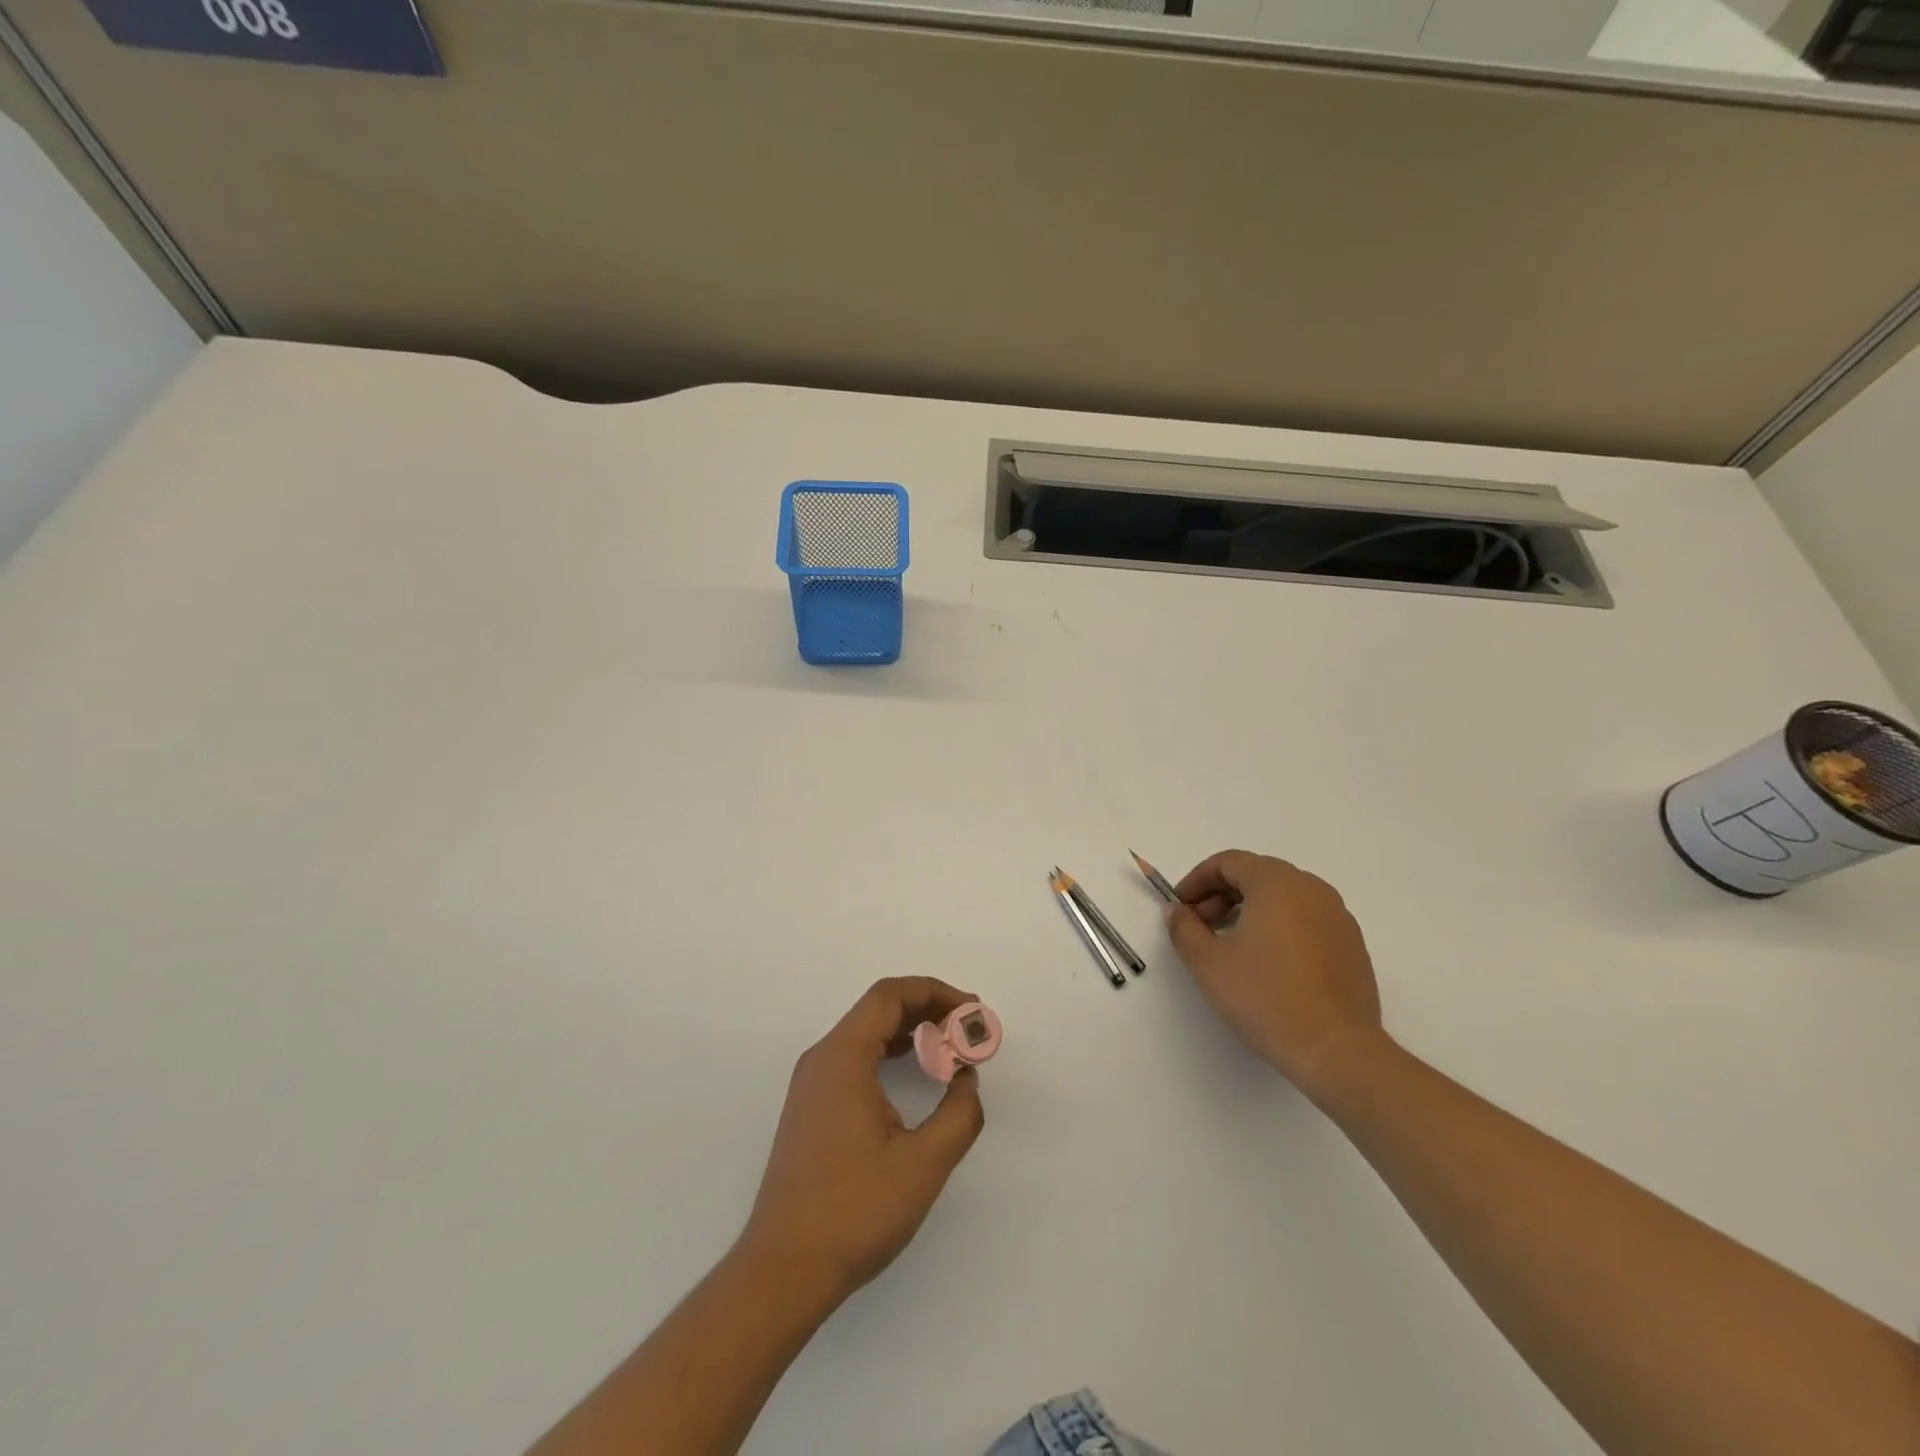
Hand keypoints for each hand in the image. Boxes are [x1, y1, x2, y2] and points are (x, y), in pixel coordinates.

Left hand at [740, 978, 986, 1302]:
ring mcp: (811, 1084)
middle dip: (927, 1009)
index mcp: (843, 1057)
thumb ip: (959, 1113)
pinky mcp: (810, 1108)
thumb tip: (965, 1078)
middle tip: (967, 1030)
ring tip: (949, 1048)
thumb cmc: (855, 1211)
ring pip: (865, 1033)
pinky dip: (889, 1053)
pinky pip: (854, 1058)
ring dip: (909, 1031)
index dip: (936, 992)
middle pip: (878, 1009)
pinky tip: (913, 1074)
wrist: (783, 1271)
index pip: (890, 995)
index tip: (972, 1011)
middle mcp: (822, 1059)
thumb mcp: (924, 1164)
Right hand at [1164, 850, 1383, 1096]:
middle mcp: (1312, 889)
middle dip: (1220, 895)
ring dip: (1249, 910)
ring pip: (1283, 897)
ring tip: (1229, 946)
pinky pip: (1305, 919)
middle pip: (1256, 875)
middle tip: (1199, 927)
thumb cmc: (1265, 997)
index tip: (1179, 907)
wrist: (1336, 1050)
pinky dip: (1278, 927)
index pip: (1228, 862)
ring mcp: (1338, 916)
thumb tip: (1176, 910)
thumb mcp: (1208, 962)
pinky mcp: (1351, 945)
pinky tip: (1266, 963)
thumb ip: (1184, 928)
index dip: (1196, 880)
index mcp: (1277, 883)